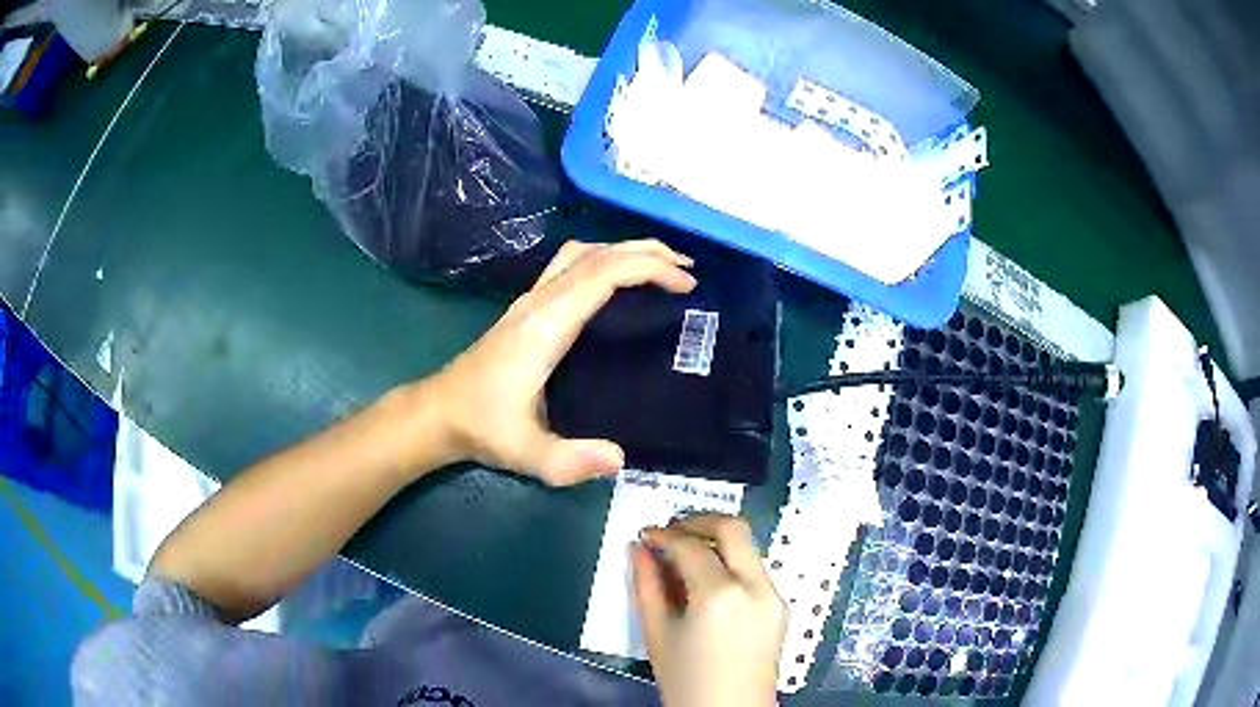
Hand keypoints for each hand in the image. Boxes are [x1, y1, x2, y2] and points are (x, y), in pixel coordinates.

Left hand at [426, 240, 695, 485]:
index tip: (686, 284)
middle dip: (647, 252)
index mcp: (546, 325)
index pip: (603, 275)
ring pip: (581, 253)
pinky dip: (604, 260)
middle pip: (597, 253)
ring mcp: (530, 299)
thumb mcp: (527, 454)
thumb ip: (572, 462)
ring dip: (624, 250)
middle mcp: (540, 301)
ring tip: (660, 265)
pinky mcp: (527, 307)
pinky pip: (570, 265)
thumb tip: (622, 459)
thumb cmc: (482, 426)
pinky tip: (618, 281)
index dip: (649, 269)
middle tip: (688, 268)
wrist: (439, 411)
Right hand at [633, 514, 786, 706]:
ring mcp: (774, 595)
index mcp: (721, 595)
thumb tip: (639, 549)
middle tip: (669, 532)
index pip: (691, 546)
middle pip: (733, 528)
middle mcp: (756, 586)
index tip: (644, 536)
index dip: (664, 535)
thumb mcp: (657, 634)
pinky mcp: (781, 606)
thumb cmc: (686, 680)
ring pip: (747, 547)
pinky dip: (730, 562)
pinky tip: (706, 581)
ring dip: (716, 541)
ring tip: (683, 558)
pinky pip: (754, 569)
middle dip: (698, 521)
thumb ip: (647, 586)